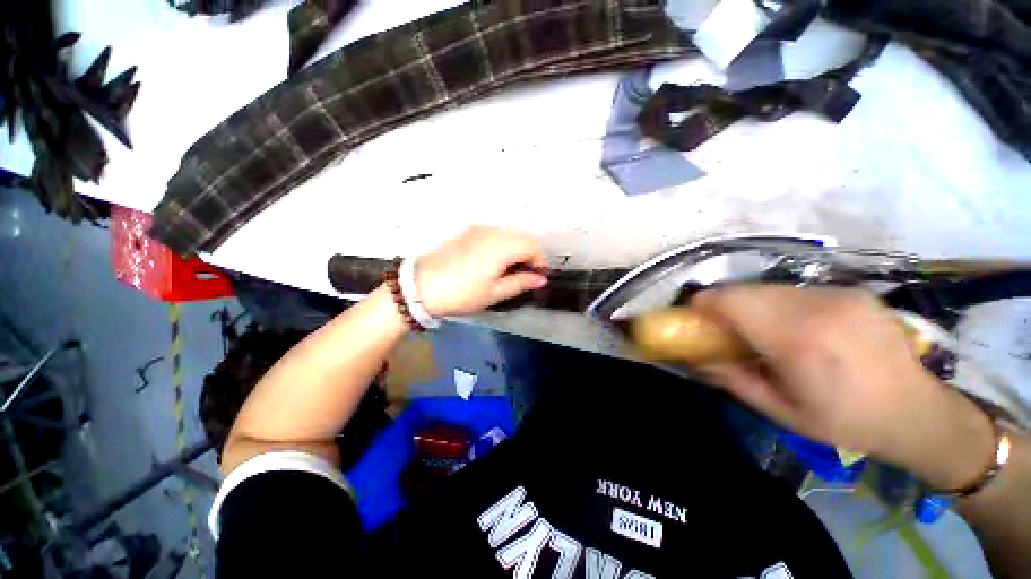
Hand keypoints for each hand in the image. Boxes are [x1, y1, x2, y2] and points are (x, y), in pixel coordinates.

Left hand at [416, 226, 548, 317]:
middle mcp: (492, 232)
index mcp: (501, 247)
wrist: (421, 287)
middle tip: (525, 275)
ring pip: (508, 234)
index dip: (540, 261)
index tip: (538, 277)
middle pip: (522, 237)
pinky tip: (494, 261)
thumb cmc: (462, 294)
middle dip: (529, 254)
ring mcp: (478, 229)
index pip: (532, 247)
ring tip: (510, 270)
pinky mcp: (468, 232)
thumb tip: (541, 279)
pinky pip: (494, 234)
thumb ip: (521, 283)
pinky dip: (502, 244)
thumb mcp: (494, 293)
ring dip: (516, 249)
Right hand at [693, 286, 996, 489]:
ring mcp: (839, 294)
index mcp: (798, 340)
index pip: (731, 301)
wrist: (918, 412)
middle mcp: (818, 307)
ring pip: (769, 287)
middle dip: (724, 305)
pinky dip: (779, 304)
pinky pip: (796, 290)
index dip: (704, 304)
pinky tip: (795, 327)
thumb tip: (693, 355)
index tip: (694, 317)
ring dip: (752, 304)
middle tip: (723, 328)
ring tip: (761, 330)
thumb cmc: (844, 420)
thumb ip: (729, 378)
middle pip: (746, 290)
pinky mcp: (852, 291)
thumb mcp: (778, 410)